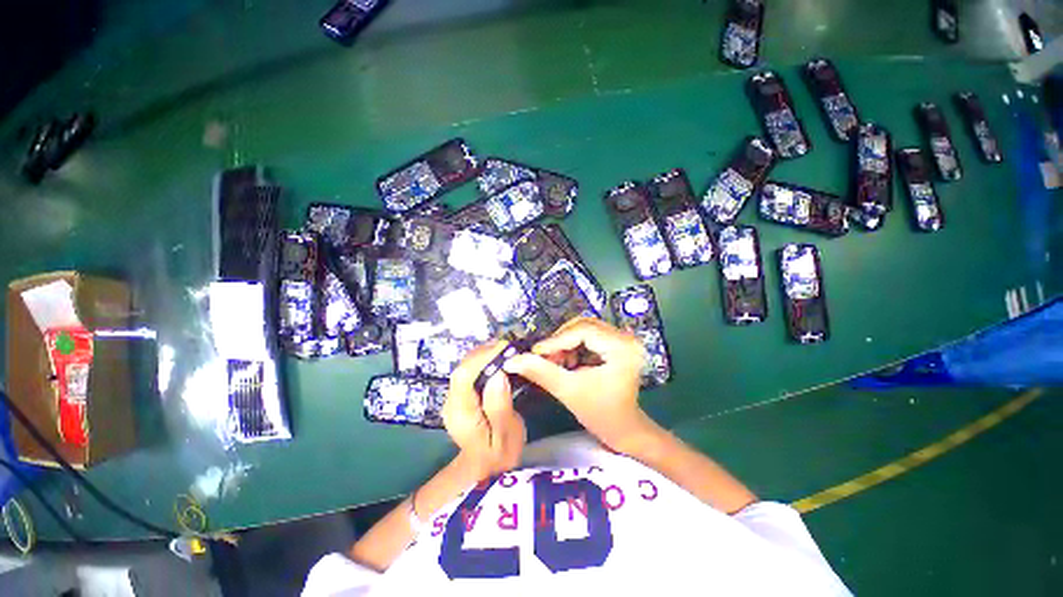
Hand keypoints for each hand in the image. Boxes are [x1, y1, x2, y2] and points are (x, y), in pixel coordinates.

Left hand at [443, 341, 525, 480]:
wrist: (485, 470)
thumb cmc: (499, 455)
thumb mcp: (506, 436)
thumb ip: (500, 407)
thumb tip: (498, 375)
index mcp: (460, 413)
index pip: (464, 376)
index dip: (483, 357)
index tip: (504, 348)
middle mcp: (451, 402)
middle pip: (463, 368)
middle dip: (485, 353)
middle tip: (509, 347)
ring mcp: (454, 398)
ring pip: (465, 367)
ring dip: (484, 355)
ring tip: (505, 350)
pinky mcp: (460, 396)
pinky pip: (470, 372)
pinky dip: (483, 362)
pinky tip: (497, 360)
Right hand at [503, 318, 656, 452]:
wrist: (623, 428)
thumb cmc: (600, 414)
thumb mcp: (568, 391)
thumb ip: (540, 372)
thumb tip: (511, 360)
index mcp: (621, 347)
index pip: (583, 330)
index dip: (556, 340)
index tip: (535, 352)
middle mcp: (625, 338)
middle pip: (584, 325)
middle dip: (560, 340)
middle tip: (544, 357)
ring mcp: (623, 339)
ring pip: (584, 328)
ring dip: (566, 343)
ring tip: (555, 362)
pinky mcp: (617, 343)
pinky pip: (589, 335)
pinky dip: (574, 345)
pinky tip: (567, 361)